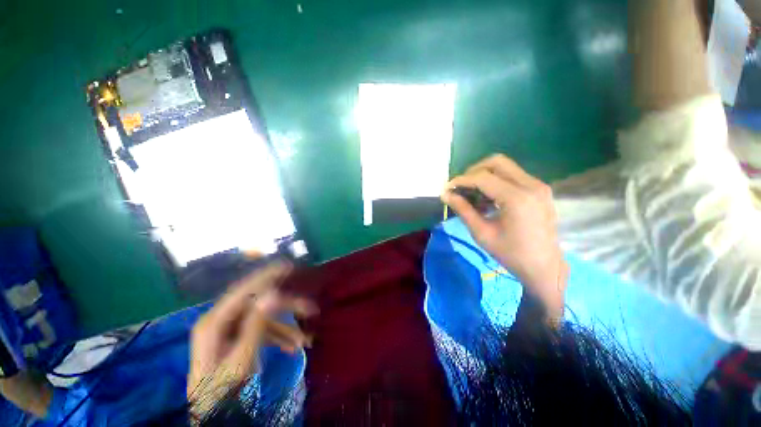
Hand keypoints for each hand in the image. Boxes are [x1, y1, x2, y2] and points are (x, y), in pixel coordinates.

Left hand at [187, 262, 316, 419]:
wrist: (211, 415)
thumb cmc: (219, 392)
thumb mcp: (239, 361)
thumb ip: (255, 326)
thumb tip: (272, 294)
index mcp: (214, 322)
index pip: (244, 290)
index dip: (267, 276)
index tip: (289, 266)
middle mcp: (221, 321)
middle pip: (259, 305)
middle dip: (286, 307)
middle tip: (310, 308)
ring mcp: (229, 330)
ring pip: (264, 319)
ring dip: (285, 327)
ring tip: (306, 340)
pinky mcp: (237, 339)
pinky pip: (261, 332)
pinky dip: (278, 337)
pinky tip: (293, 347)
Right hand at [442, 154, 567, 320]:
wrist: (545, 267)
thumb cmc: (511, 254)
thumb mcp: (482, 233)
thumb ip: (463, 210)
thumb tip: (445, 195)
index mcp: (517, 198)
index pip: (482, 177)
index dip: (461, 180)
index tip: (447, 188)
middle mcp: (531, 185)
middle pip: (496, 162)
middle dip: (473, 171)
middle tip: (461, 187)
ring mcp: (539, 185)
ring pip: (505, 167)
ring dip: (485, 176)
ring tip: (472, 194)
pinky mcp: (540, 190)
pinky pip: (513, 176)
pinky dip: (496, 181)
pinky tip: (488, 199)